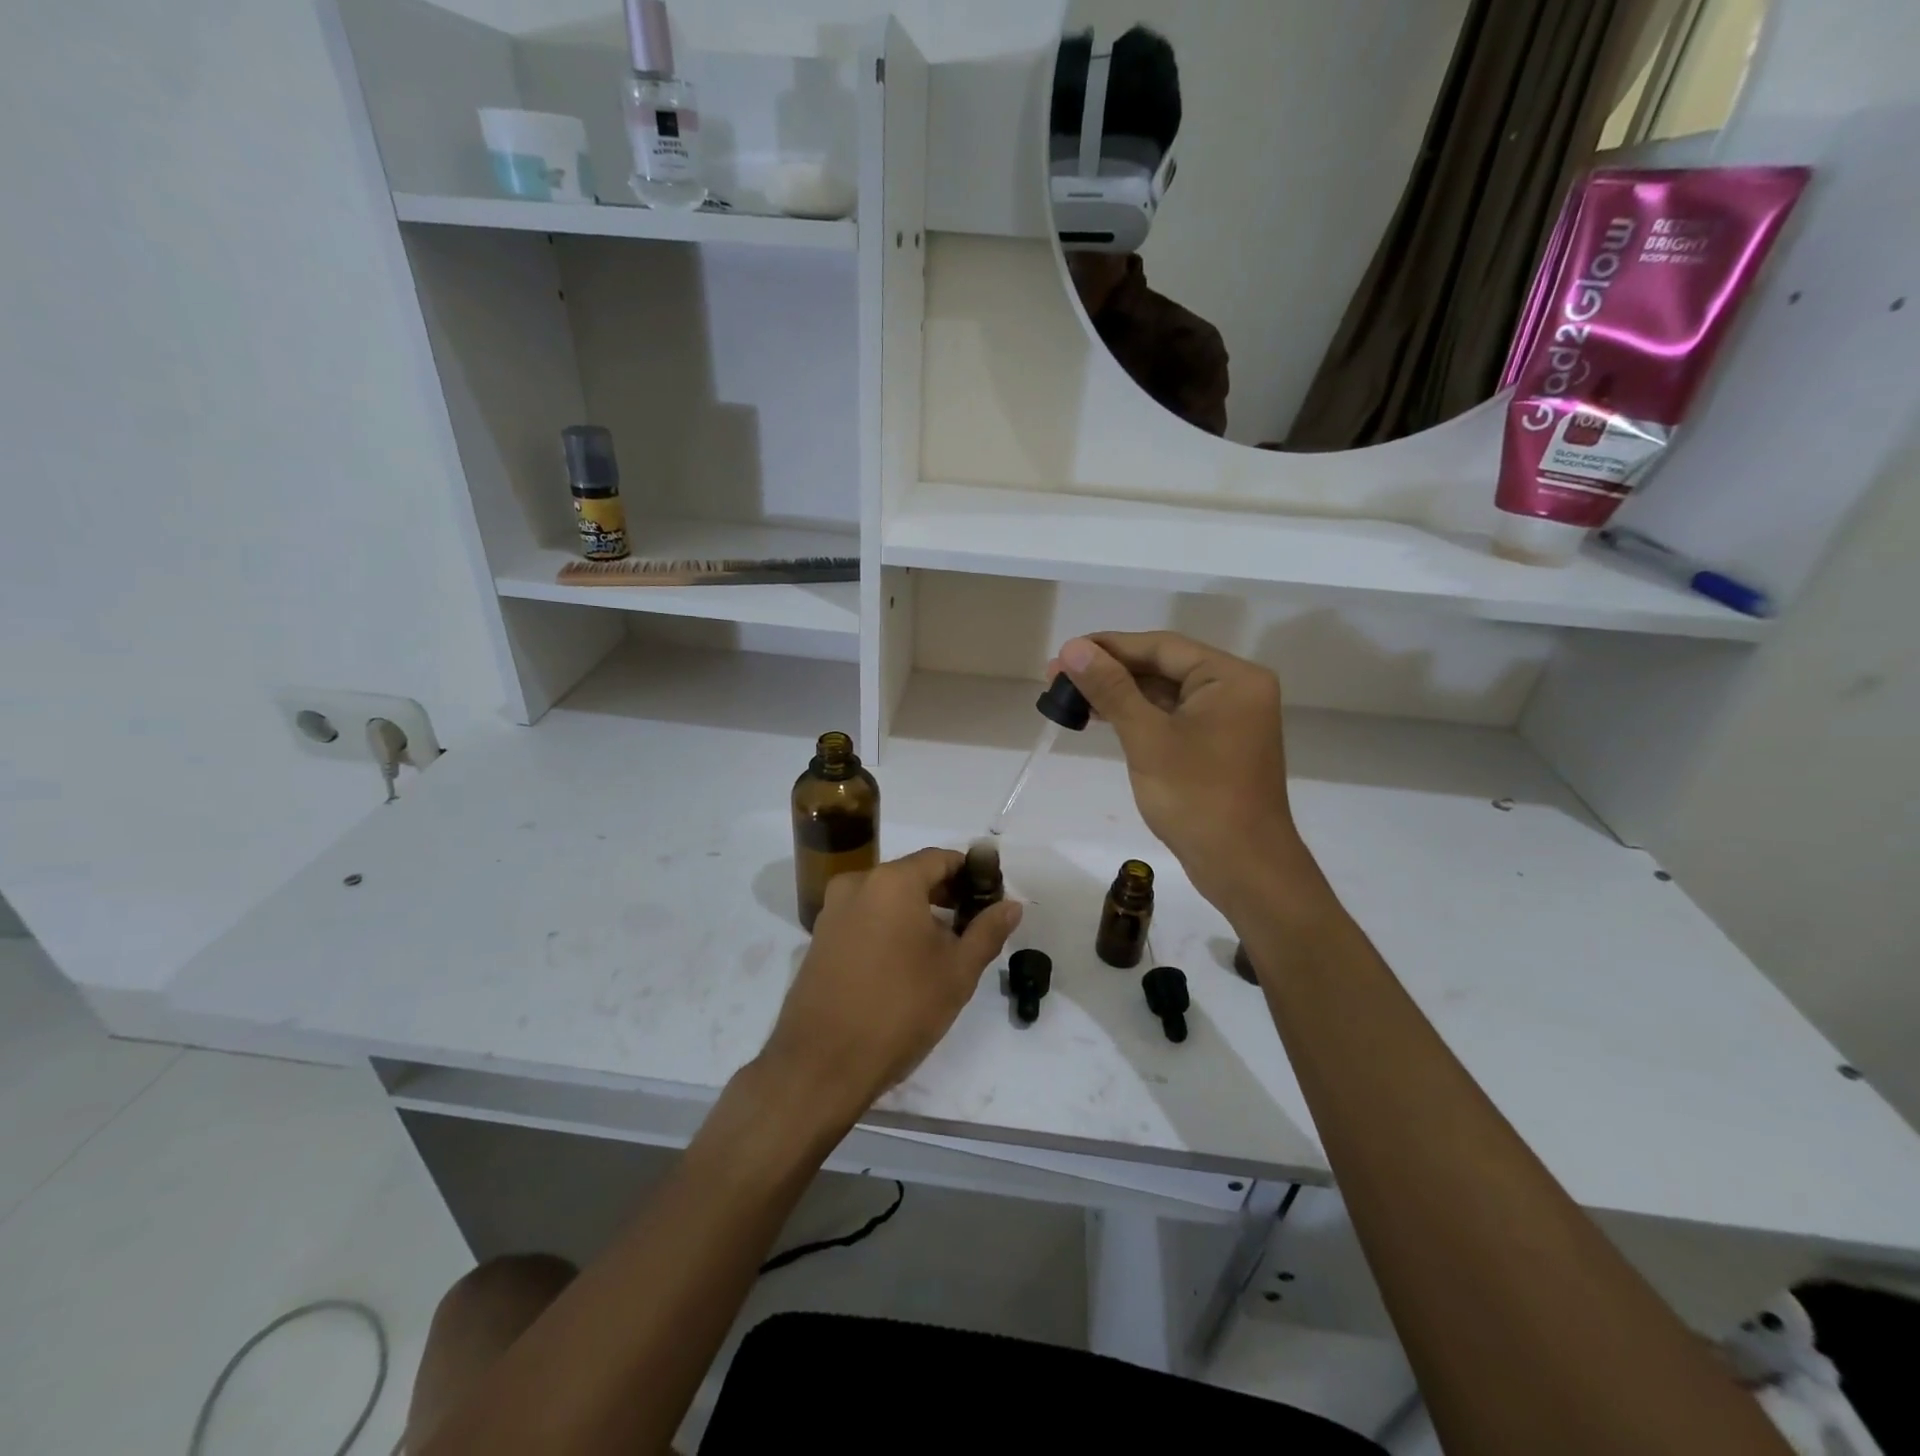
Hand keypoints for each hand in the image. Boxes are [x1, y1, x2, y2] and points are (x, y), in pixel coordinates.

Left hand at [757, 847, 1021, 1123]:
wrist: (822, 1064)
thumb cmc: (900, 1009)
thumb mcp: (956, 971)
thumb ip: (987, 931)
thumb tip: (1012, 904)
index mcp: (892, 881)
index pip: (941, 858)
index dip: (971, 873)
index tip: (992, 897)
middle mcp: (857, 884)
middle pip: (911, 875)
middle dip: (946, 893)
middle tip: (974, 924)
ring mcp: (832, 911)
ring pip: (886, 897)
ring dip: (917, 911)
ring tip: (944, 947)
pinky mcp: (819, 938)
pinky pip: (864, 917)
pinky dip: (889, 926)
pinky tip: (906, 962)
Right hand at [1052, 633, 1320, 918]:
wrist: (1243, 867)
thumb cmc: (1197, 799)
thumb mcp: (1147, 738)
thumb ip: (1112, 688)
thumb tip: (1073, 648)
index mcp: (1231, 677)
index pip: (1161, 647)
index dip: (1108, 647)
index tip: (1063, 653)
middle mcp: (1236, 689)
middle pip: (1163, 666)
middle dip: (1110, 671)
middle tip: (1056, 677)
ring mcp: (1229, 718)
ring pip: (1165, 693)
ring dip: (1120, 694)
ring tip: (1069, 696)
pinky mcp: (1217, 744)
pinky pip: (1172, 716)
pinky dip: (1138, 715)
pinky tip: (1102, 717)